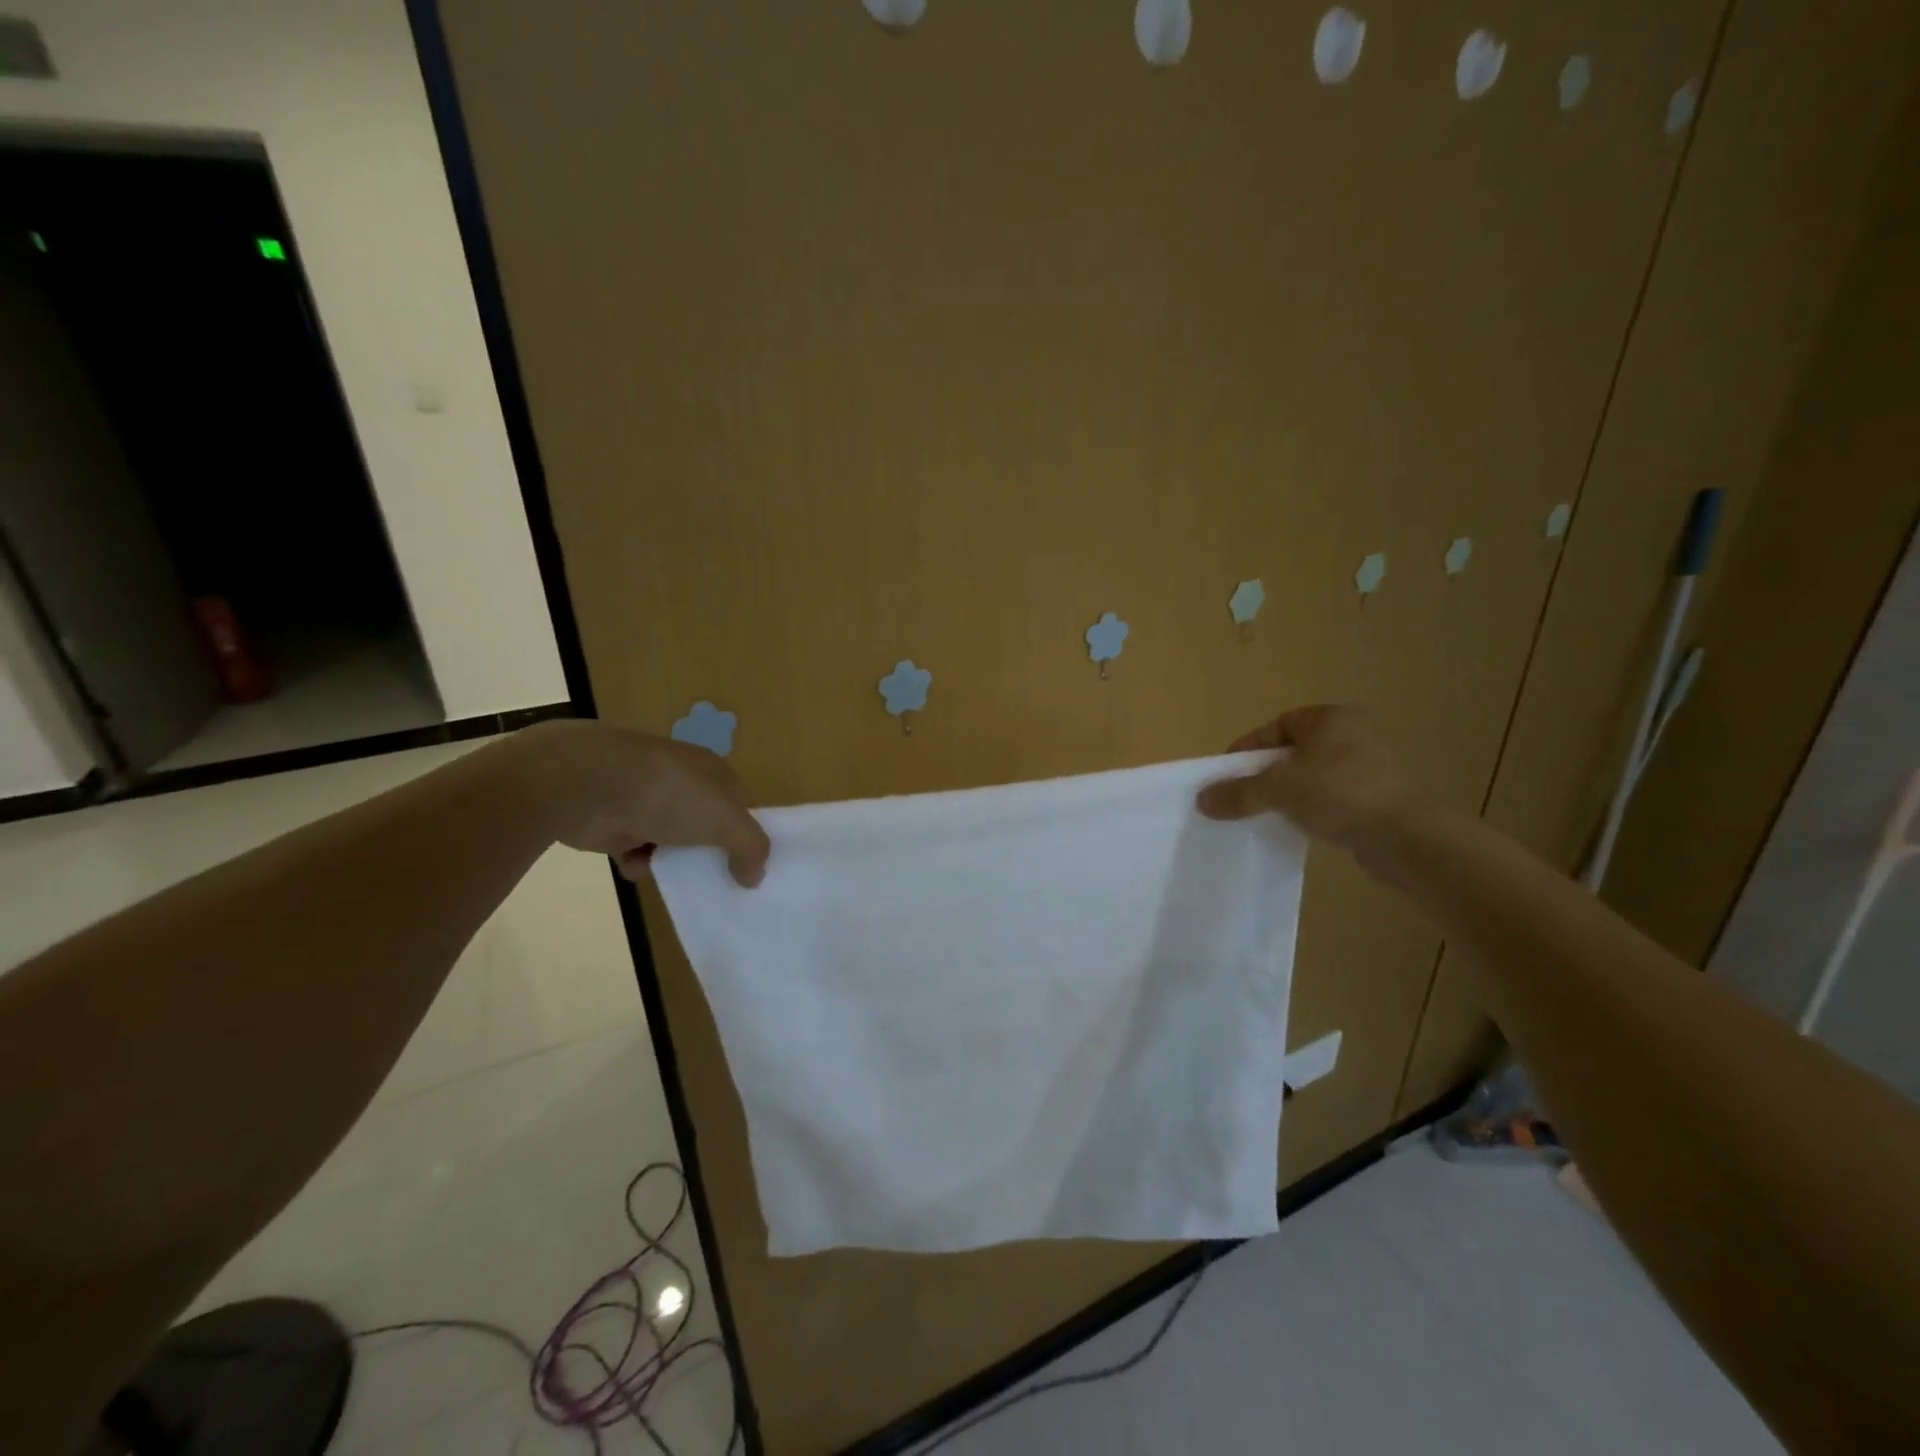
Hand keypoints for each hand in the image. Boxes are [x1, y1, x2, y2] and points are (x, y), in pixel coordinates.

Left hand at [518, 720, 770, 886]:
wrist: (589, 786)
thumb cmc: (670, 795)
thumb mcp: (727, 820)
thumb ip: (751, 847)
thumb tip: (755, 876)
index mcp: (713, 771)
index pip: (741, 805)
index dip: (748, 835)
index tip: (750, 866)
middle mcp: (682, 782)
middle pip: (706, 826)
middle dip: (709, 854)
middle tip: (717, 882)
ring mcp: (647, 800)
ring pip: (672, 842)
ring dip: (672, 862)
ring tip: (674, 876)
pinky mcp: (615, 820)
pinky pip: (637, 850)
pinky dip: (638, 861)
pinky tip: (636, 862)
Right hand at [1196, 705, 1415, 861]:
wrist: (1405, 837)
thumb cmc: (1339, 794)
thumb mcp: (1278, 789)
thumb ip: (1238, 792)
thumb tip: (1202, 800)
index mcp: (1329, 719)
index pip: (1276, 726)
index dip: (1248, 748)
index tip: (1227, 774)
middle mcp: (1351, 736)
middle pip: (1291, 752)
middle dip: (1264, 774)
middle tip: (1241, 796)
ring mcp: (1368, 768)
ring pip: (1310, 777)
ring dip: (1286, 794)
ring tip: (1264, 814)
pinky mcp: (1376, 799)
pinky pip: (1330, 799)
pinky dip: (1310, 809)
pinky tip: (1297, 827)